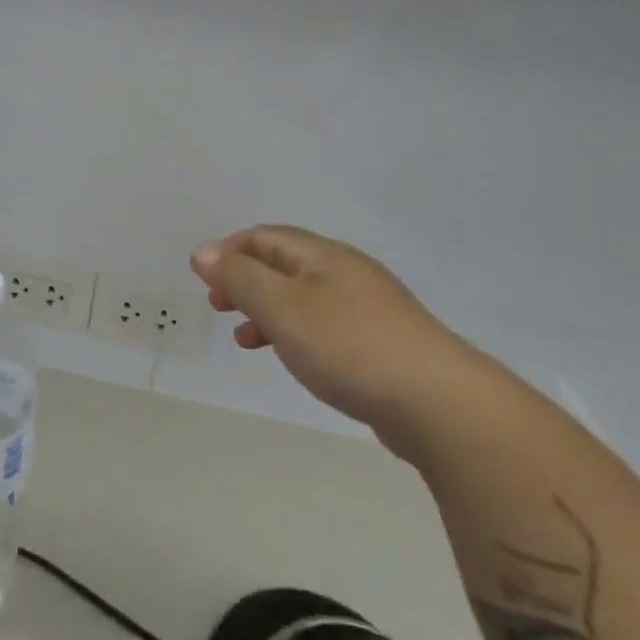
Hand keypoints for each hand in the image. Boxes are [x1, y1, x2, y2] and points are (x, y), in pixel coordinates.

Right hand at [191, 225, 468, 451]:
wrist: (437, 403)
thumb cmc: (348, 346)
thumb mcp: (282, 307)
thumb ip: (240, 277)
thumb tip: (203, 251)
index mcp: (323, 256)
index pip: (265, 237)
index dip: (228, 251)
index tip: (202, 280)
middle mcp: (347, 272)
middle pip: (284, 263)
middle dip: (245, 280)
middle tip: (218, 306)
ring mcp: (368, 308)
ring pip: (303, 297)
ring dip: (267, 310)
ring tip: (244, 339)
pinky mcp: (380, 342)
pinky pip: (324, 325)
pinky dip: (295, 333)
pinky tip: (293, 358)